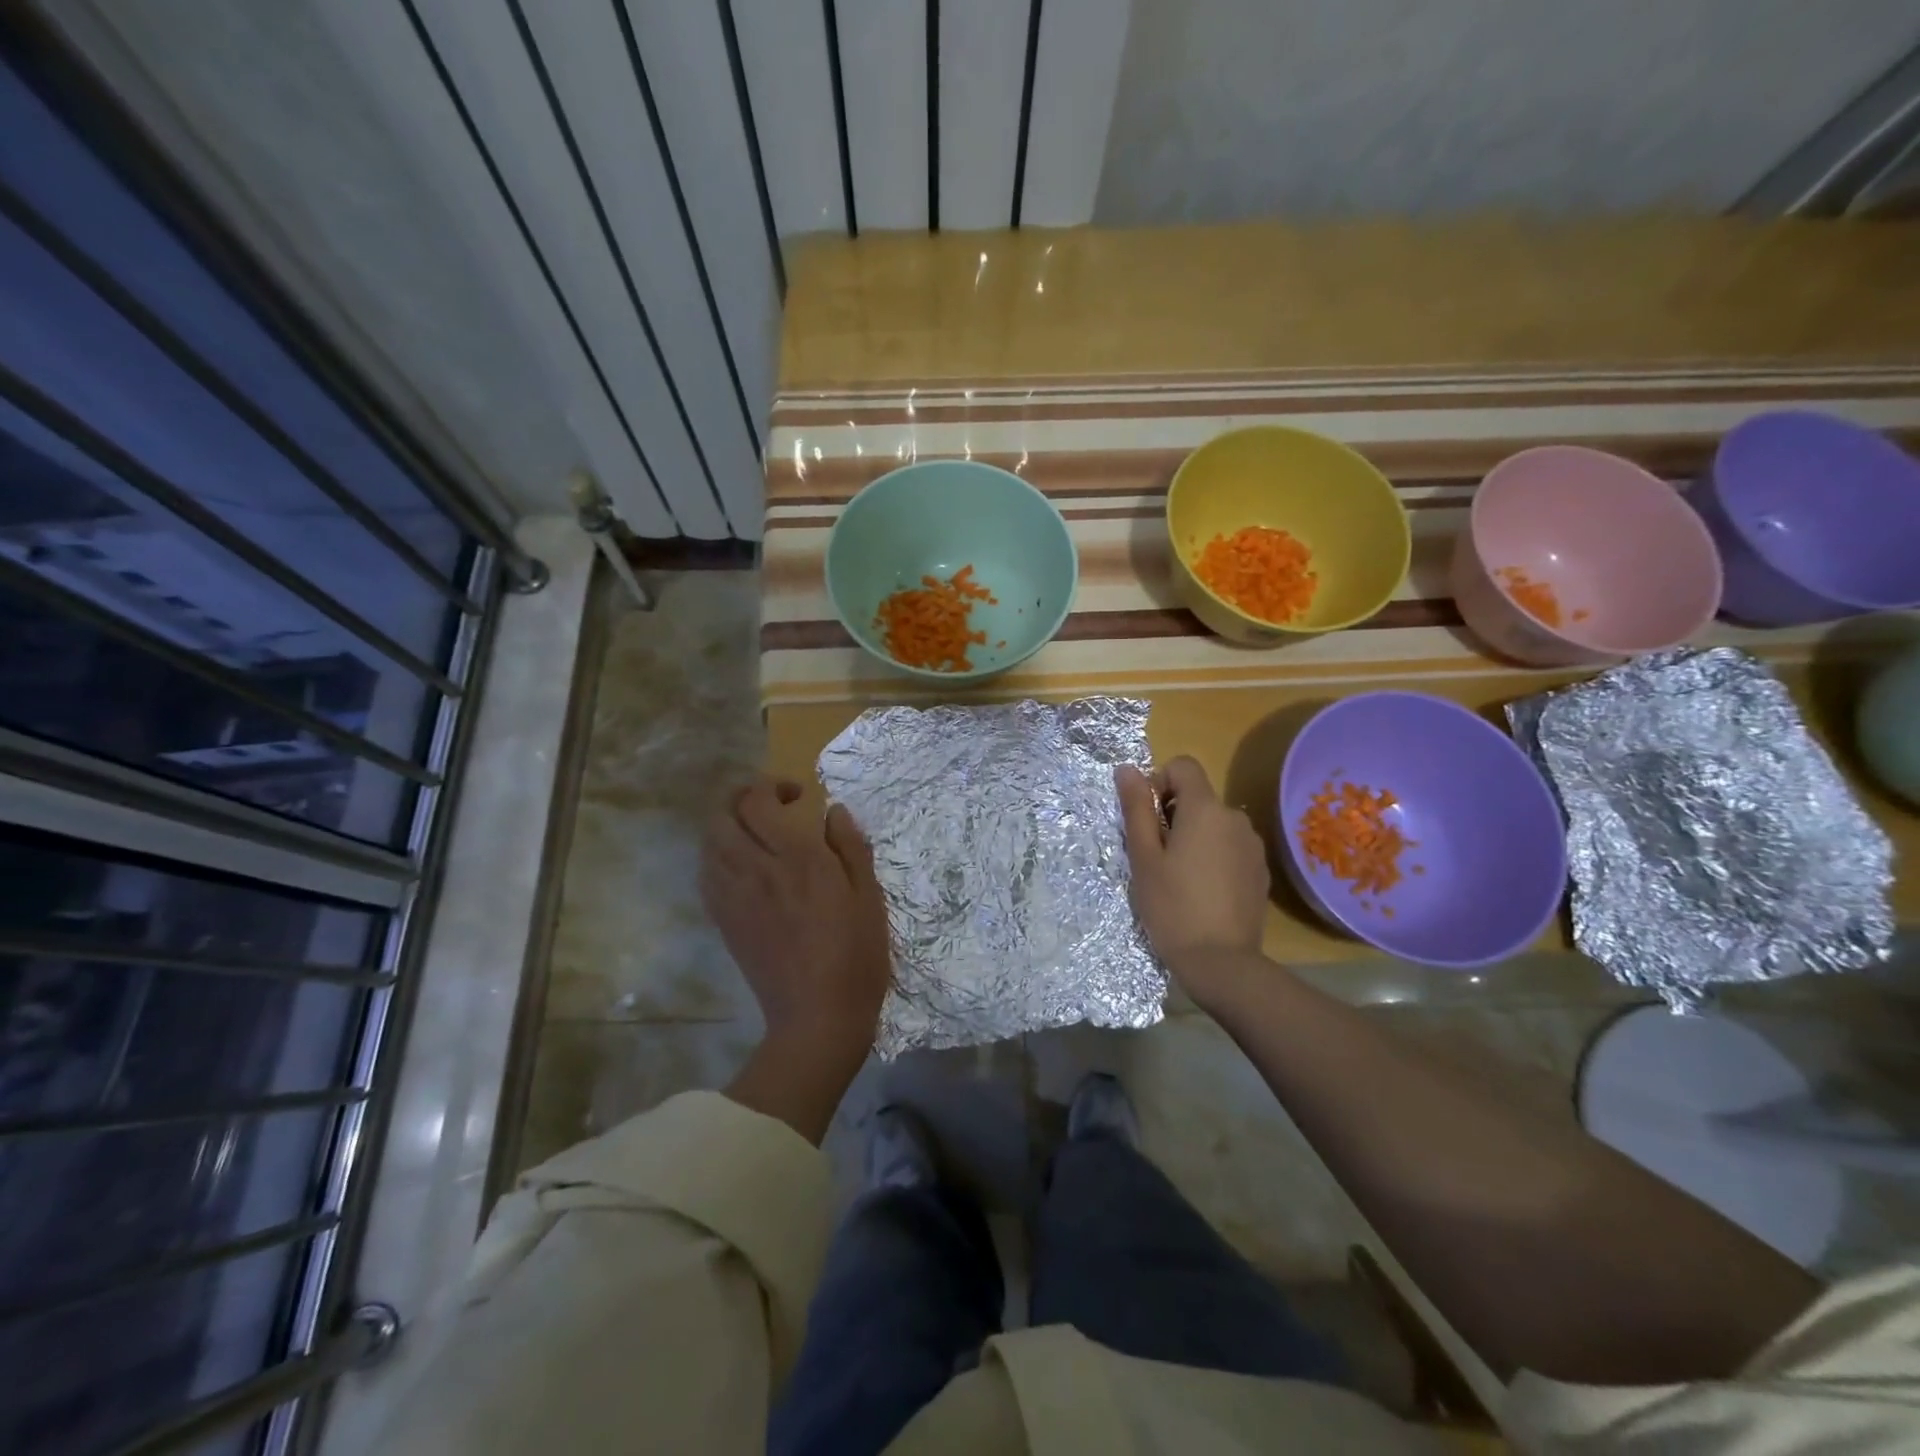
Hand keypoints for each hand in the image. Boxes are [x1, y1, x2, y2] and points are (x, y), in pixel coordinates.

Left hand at [701, 779, 891, 1056]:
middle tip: (770, 806)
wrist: (818, 1018)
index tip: (798, 796)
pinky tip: (743, 866)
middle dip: (740, 798)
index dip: (771, 786)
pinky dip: (718, 856)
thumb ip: (850, 847)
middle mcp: (756, 870)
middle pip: (721, 816)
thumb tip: (833, 811)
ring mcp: (734, 898)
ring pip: (708, 844)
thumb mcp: (869, 897)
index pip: (758, 802)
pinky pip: (707, 874)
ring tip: (756, 834)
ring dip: (728, 826)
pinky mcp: (724, 922)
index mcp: (796, 859)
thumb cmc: (855, 955)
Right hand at [1117, 758, 1270, 1007]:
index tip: (1148, 818)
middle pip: (1199, 797)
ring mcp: (1252, 845)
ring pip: (1215, 824)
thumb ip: (1137, 808)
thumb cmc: (1172, 906)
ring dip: (1195, 837)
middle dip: (1174, 815)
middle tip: (1157, 856)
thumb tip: (1127, 769)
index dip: (1160, 782)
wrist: (1221, 962)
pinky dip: (1214, 856)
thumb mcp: (1144, 857)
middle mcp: (1235, 818)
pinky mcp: (1260, 870)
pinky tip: (1203, 892)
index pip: (1183, 766)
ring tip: (1180, 877)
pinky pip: (1231, 847)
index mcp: (1205, 809)